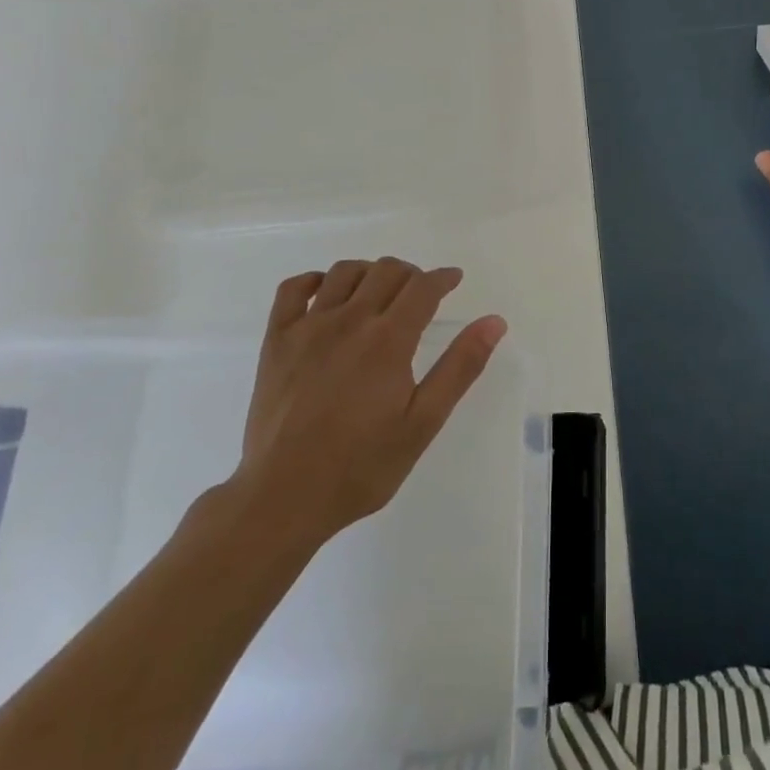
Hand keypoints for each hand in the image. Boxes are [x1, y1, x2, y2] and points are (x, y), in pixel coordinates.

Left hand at [225, 258, 505, 542]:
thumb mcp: (423, 423)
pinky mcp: (276, 340)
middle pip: (387, 271)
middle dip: (411, 274)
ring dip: (370, 272)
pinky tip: (326, 295)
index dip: (443, 278)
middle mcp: (349, 320)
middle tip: (420, 294)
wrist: (283, 498)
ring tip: (378, 293)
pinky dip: (315, 280)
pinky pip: (293, 289)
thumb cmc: (361, 466)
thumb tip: (494, 322)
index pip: (423, 287)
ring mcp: (308, 327)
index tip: (453, 280)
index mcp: (388, 340)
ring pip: (345, 272)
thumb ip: (460, 367)